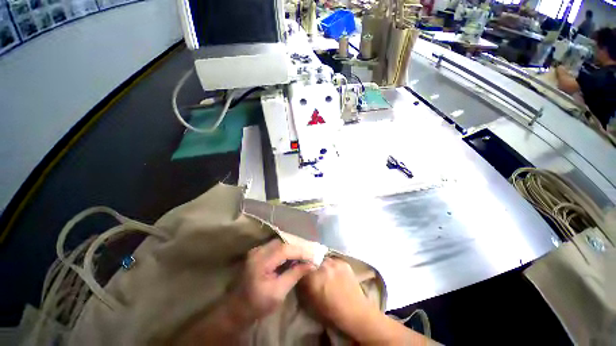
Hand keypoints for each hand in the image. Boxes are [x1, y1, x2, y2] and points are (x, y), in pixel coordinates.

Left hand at [229, 239, 315, 322]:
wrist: (237, 309)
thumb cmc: (258, 304)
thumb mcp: (279, 292)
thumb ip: (295, 274)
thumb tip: (312, 264)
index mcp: (261, 261)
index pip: (285, 249)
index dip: (301, 251)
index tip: (314, 255)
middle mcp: (258, 251)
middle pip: (282, 243)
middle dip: (298, 248)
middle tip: (310, 254)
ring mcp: (257, 250)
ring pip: (279, 243)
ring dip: (292, 248)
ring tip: (304, 255)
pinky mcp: (257, 253)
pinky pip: (275, 247)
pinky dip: (286, 250)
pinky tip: (293, 256)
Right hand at [300, 258, 433, 344]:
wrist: (356, 312)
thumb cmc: (332, 311)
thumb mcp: (312, 301)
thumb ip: (305, 285)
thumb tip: (300, 275)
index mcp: (314, 277)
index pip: (302, 266)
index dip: (300, 268)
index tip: (300, 271)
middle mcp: (324, 266)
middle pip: (312, 259)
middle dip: (310, 264)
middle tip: (312, 271)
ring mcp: (335, 262)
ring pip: (323, 258)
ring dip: (321, 263)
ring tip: (323, 271)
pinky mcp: (344, 262)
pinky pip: (333, 260)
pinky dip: (331, 264)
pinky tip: (333, 272)